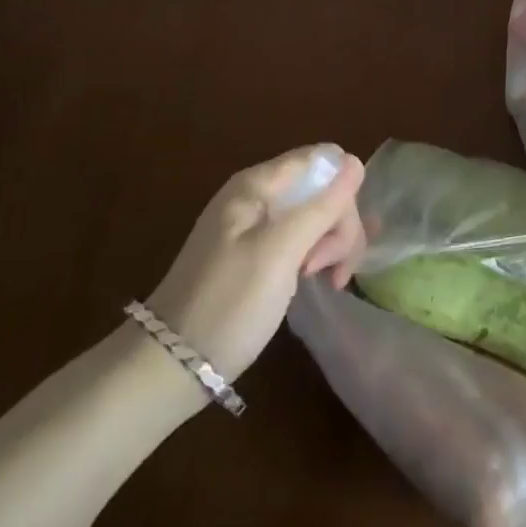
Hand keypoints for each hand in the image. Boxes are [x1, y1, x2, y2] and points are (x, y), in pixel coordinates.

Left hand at [144, 145, 367, 386]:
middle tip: (328, 270)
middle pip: (322, 189)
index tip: (340, 235)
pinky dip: (316, 255)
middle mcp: (259, 195)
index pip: (324, 160)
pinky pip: (301, 238)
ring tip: (326, 280)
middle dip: (338, 225)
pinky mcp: (258, 252)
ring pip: (316, 216)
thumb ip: (321, 207)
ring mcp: (257, 225)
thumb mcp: (281, 253)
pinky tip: (319, 279)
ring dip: (331, 244)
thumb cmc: (228, 304)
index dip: (343, 191)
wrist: (169, 366)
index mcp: (258, 184)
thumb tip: (356, 163)